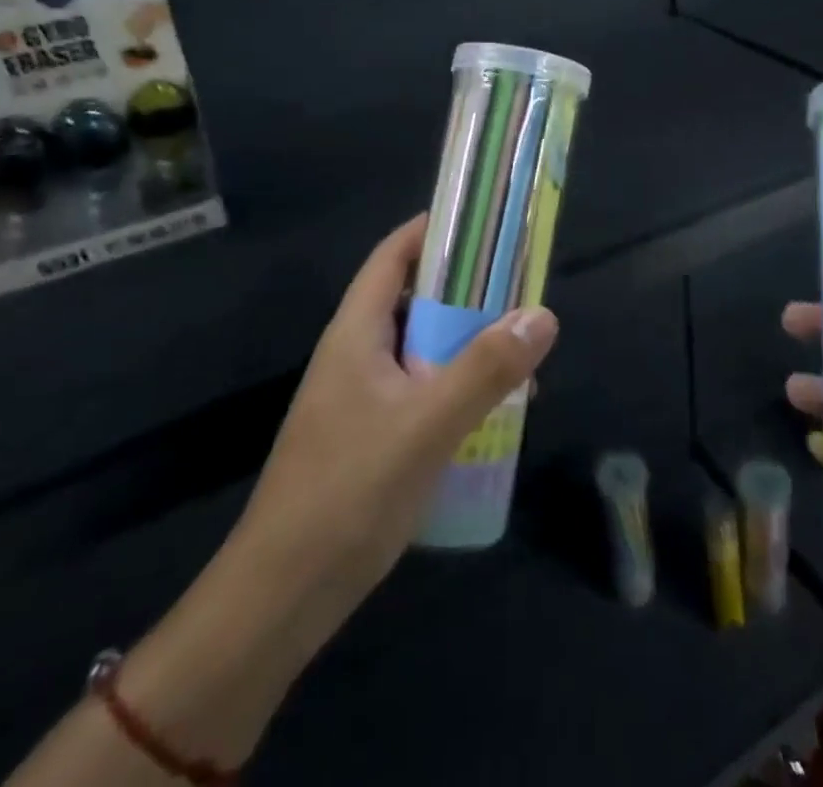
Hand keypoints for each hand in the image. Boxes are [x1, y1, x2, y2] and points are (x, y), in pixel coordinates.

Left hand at [236, 215, 558, 623]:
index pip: (392, 257)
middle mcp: (355, 356)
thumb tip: (542, 314)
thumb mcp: (427, 425)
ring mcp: (359, 399)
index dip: (433, 231)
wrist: (280, 600)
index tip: (485, 222)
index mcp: (356, 334)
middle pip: (412, 300)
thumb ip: (486, 369)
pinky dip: (455, 386)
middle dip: (466, 291)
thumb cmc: (349, 494)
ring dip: (465, 344)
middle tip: (519, 289)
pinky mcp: (368, 438)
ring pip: (420, 349)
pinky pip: (420, 390)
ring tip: (517, 352)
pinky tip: (490, 413)